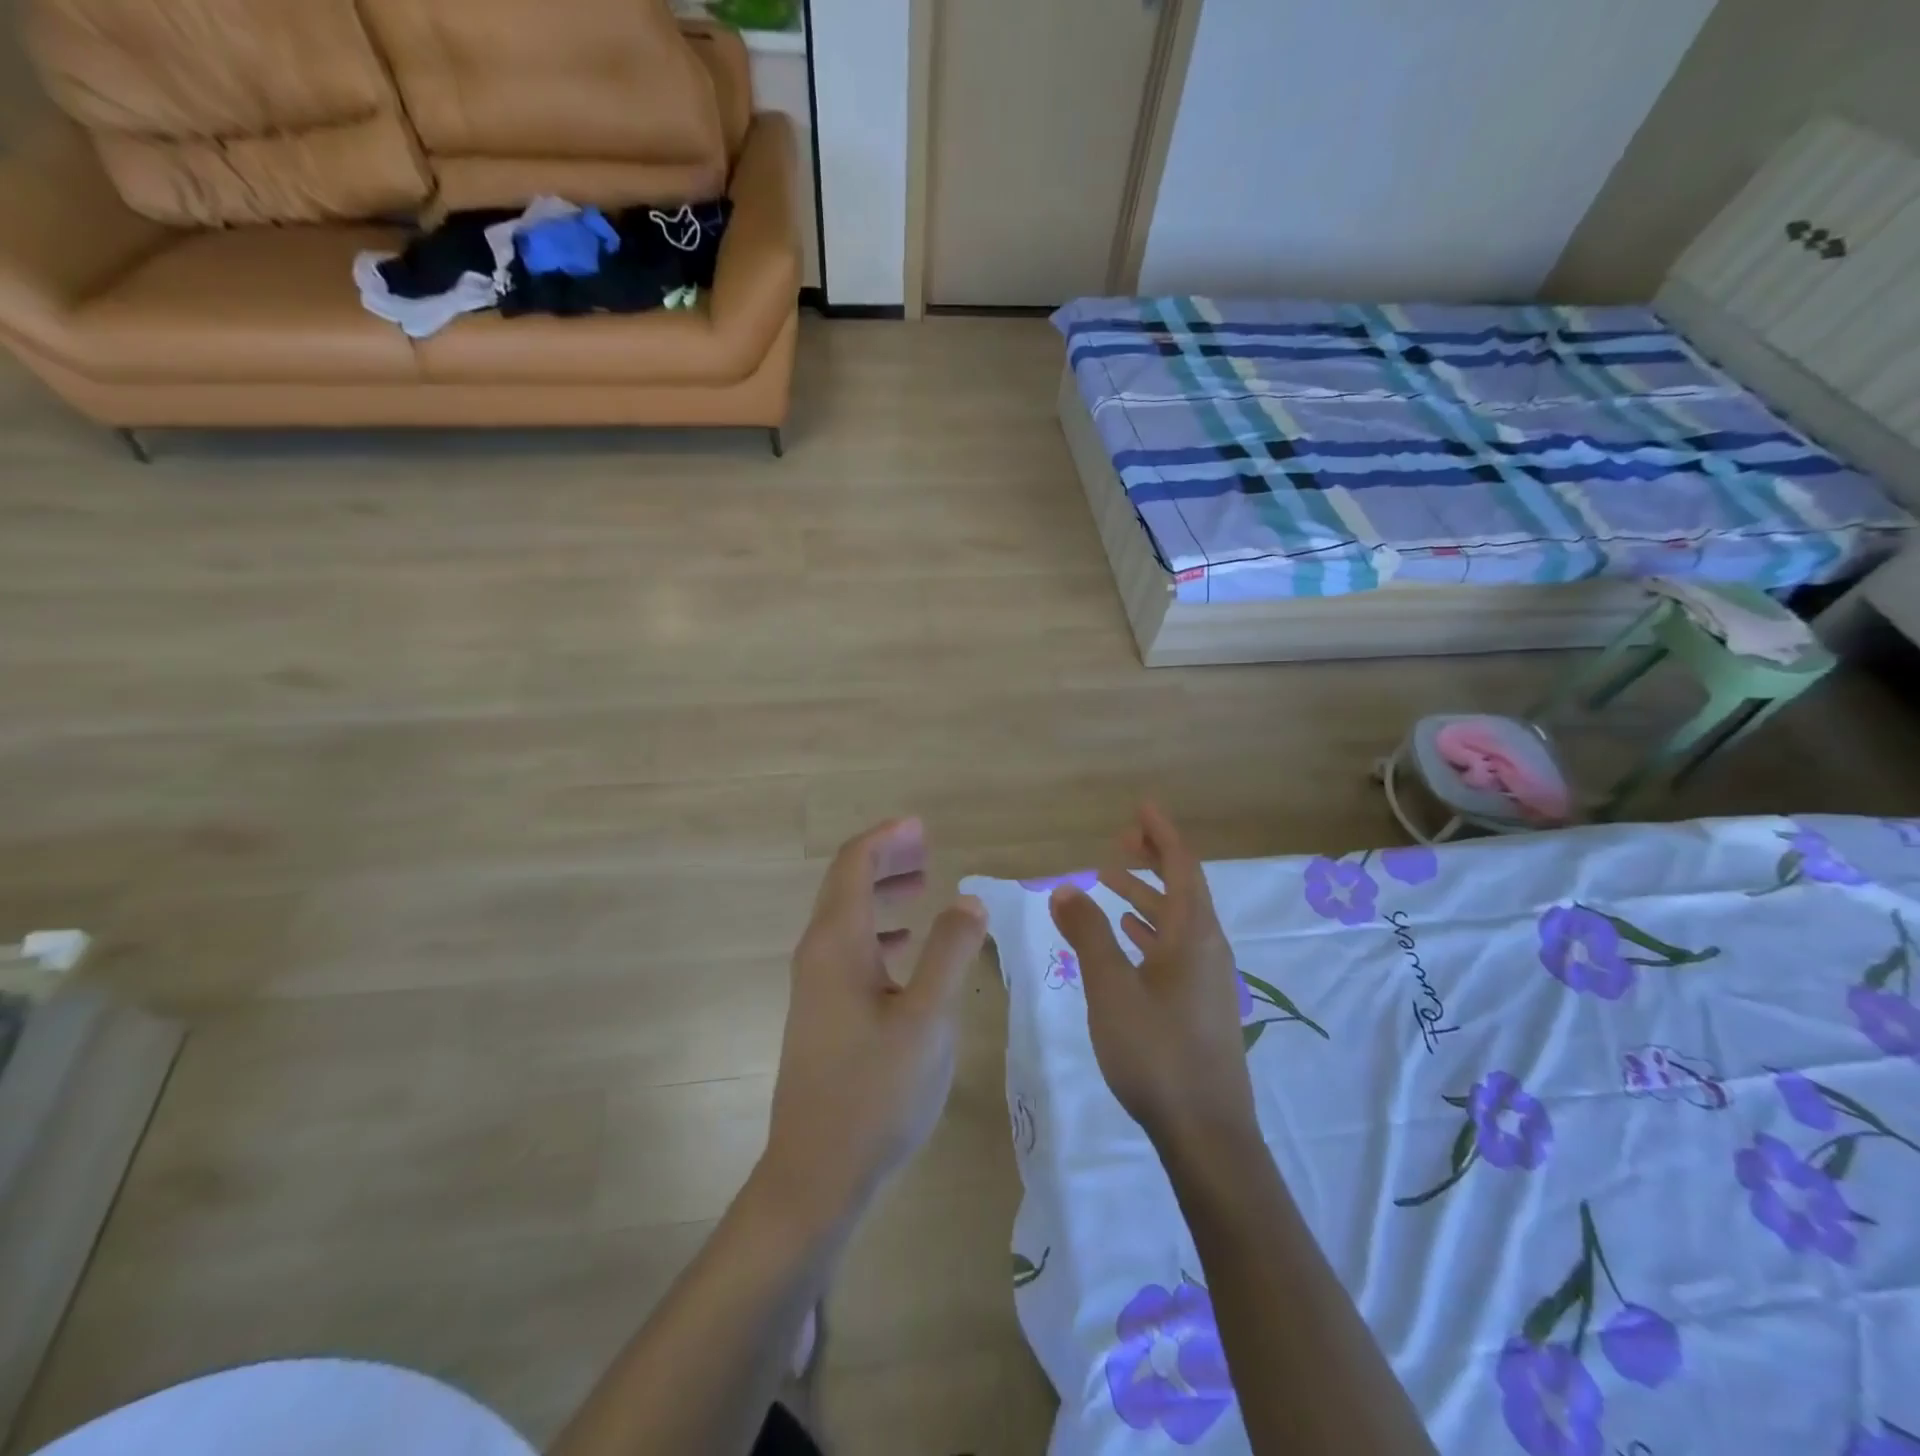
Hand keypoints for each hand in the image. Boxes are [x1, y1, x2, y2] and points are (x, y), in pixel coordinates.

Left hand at [761, 818, 987, 1225]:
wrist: (815, 1175)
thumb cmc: (875, 1092)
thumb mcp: (928, 1020)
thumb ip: (950, 953)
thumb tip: (969, 901)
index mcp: (836, 944)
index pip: (853, 865)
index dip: (886, 838)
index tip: (922, 827)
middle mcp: (817, 955)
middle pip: (846, 885)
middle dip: (885, 859)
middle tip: (927, 848)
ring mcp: (815, 987)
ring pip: (847, 918)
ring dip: (882, 894)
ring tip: (923, 886)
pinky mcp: (822, 1014)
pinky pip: (850, 950)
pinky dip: (879, 932)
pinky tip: (905, 948)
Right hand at [1049, 804, 1257, 1147]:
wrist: (1206, 1134)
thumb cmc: (1157, 1053)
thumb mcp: (1112, 988)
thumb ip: (1088, 934)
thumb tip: (1065, 888)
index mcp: (1195, 936)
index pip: (1181, 867)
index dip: (1161, 834)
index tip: (1140, 807)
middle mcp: (1208, 949)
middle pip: (1182, 889)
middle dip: (1150, 861)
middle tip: (1116, 843)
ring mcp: (1206, 980)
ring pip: (1176, 921)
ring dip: (1145, 897)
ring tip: (1108, 883)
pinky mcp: (1199, 1006)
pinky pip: (1174, 948)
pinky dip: (1148, 931)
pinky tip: (1126, 937)